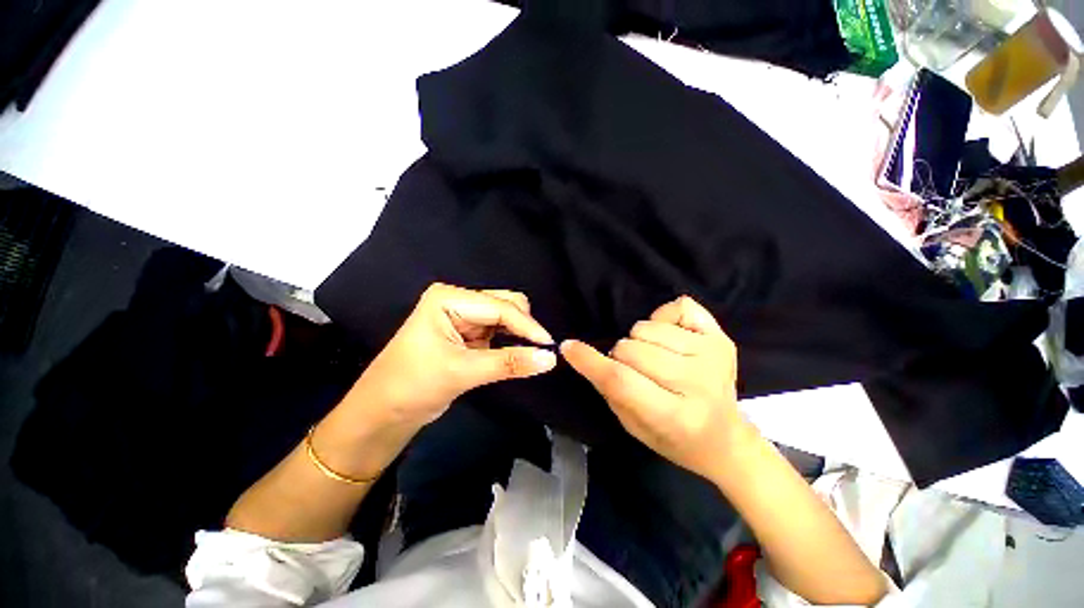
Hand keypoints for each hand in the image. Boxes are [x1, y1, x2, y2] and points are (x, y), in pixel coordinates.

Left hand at [347, 283, 556, 430]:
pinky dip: (511, 342)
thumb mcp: (462, 372)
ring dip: (519, 334)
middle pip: (505, 305)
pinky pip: (499, 332)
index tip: (550, 345)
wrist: (382, 412)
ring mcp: (464, 316)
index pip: (499, 307)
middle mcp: (458, 301)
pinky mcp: (468, 333)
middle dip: (524, 326)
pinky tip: (519, 353)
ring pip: (505, 318)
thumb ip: (509, 363)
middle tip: (541, 350)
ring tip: (533, 353)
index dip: (527, 326)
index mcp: (449, 298)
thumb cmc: (413, 385)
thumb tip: (550, 358)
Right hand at [561, 296, 749, 480]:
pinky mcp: (722, 338)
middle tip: (632, 369)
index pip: (621, 380)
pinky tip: (671, 338)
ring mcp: (713, 356)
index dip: (590, 361)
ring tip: (653, 357)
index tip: (569, 347)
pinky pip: (679, 307)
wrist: (724, 439)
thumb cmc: (672, 438)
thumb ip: (607, 387)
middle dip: (620, 355)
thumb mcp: (631, 424)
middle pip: (632, 349)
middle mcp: (697, 383)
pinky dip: (664, 318)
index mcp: (674, 416)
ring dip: (640, 340)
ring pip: (648, 328)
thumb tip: (578, 351)